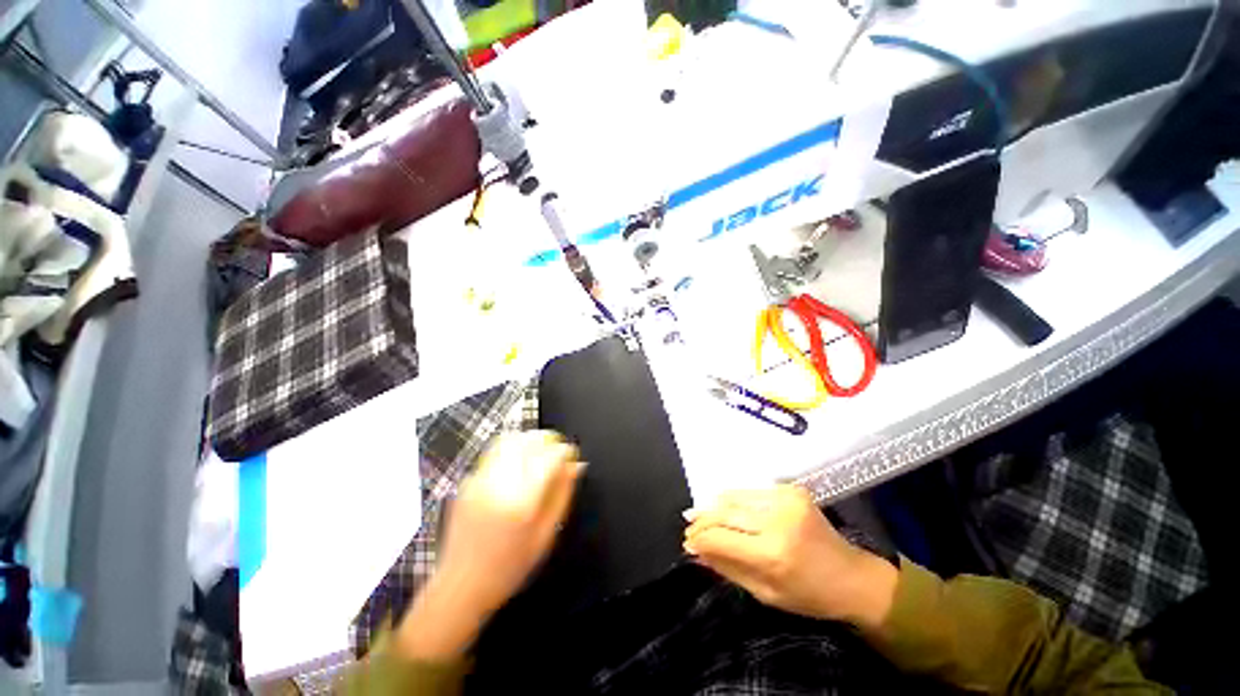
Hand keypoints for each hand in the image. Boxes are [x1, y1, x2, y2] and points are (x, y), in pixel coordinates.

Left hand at [397, 431, 583, 659]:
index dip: (565, 450)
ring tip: (539, 452)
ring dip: (529, 440)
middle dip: (547, 439)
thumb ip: (563, 495)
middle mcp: (499, 483)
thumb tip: (577, 466)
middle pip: (527, 440)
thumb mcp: (546, 536)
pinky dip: (512, 450)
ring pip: (509, 440)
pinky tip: (518, 465)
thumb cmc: (510, 567)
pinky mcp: (468, 481)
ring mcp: (479, 479)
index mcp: (522, 501)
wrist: (461, 585)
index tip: (572, 455)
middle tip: (557, 450)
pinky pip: (494, 452)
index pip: (549, 457)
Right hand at [683, 485, 896, 630]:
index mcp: (773, 553)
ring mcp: (785, 499)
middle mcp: (777, 520)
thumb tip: (696, 552)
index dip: (700, 539)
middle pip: (725, 512)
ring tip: (699, 513)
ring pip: (735, 496)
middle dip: (702, 519)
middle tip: (688, 525)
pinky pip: (751, 492)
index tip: (687, 543)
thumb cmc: (810, 595)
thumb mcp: (765, 594)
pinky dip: (735, 499)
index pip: (721, 538)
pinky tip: (724, 506)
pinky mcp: (791, 490)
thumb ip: (728, 568)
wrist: (853, 576)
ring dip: (714, 505)